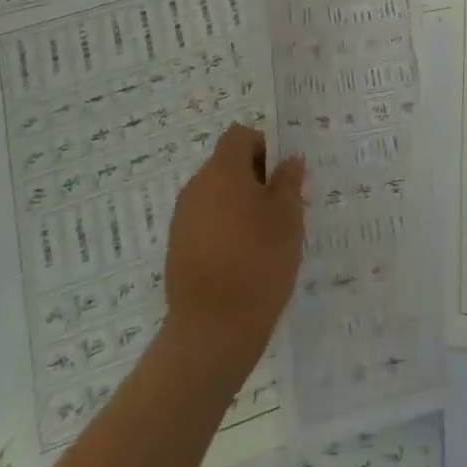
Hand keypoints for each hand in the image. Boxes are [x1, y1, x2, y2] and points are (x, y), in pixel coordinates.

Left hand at [163, 124, 304, 379]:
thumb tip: (289, 159)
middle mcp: (197, 187)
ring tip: (263, 236)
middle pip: (226, 164)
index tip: (281, 177)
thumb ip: (288, 181)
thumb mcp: (287, 217)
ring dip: (238, 204)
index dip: (263, 147)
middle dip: (253, 178)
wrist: (212, 331)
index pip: (240, 136)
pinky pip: (205, 222)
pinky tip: (242, 258)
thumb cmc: (258, 262)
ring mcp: (182, 219)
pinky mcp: (177, 248)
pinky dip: (224, 228)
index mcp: (223, 171)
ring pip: (216, 194)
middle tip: (280, 207)